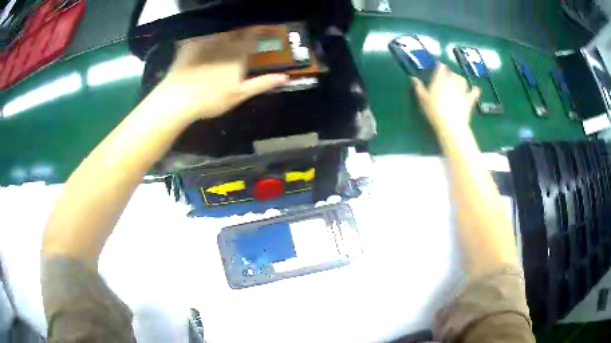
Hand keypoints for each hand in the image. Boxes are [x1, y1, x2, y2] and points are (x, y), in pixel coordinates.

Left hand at [156, 29, 288, 122]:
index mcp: (238, 54)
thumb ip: (262, 83)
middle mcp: (224, 43)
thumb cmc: (211, 99)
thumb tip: (285, 77)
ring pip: (220, 30)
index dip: (260, 31)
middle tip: (242, 35)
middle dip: (242, 30)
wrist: (178, 99)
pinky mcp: (190, 44)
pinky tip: (205, 36)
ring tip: (227, 33)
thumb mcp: (239, 95)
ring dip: (226, 30)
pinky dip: (206, 33)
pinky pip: (201, 33)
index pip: (253, 36)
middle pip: (237, 30)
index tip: (264, 30)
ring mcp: (206, 42)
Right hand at [413, 64, 480, 134]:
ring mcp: (461, 91)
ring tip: (460, 82)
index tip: (439, 66)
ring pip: (463, 81)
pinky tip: (476, 89)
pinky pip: (473, 94)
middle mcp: (451, 83)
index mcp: (439, 81)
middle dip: (451, 74)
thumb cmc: (434, 111)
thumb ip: (419, 88)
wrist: (450, 124)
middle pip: (453, 74)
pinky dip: (475, 91)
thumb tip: (413, 78)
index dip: (441, 66)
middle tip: (449, 76)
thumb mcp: (422, 99)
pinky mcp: (468, 100)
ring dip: (461, 80)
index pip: (441, 68)